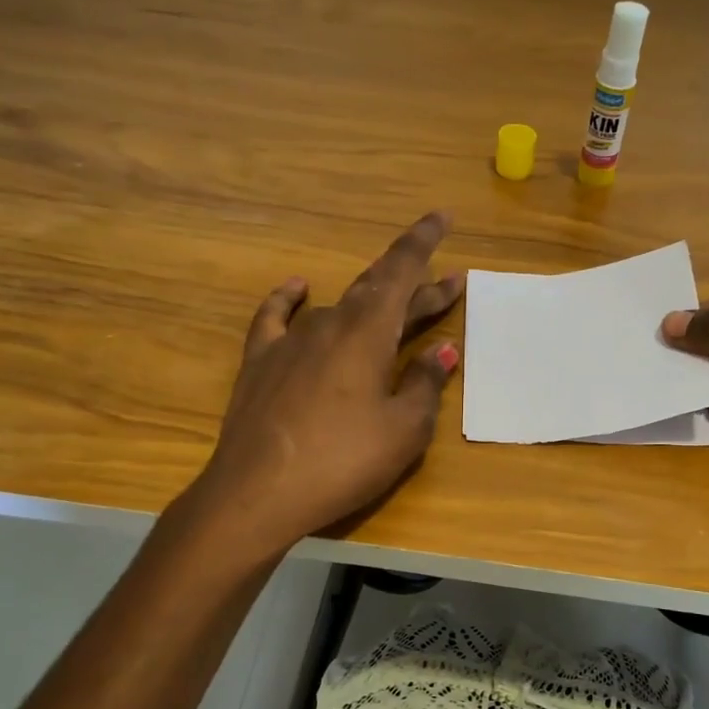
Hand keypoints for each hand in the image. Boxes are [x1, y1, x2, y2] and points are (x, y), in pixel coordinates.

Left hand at [195, 212, 463, 550]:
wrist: (258, 492)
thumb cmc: (344, 461)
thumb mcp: (404, 429)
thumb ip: (425, 384)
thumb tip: (443, 351)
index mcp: (368, 333)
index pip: (402, 272)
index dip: (423, 242)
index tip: (441, 216)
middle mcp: (330, 324)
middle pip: (379, 292)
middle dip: (416, 285)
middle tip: (450, 283)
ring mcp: (291, 342)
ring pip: (339, 308)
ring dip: (372, 306)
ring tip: (393, 309)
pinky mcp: (260, 363)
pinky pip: (277, 318)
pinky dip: (290, 300)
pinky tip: (298, 288)